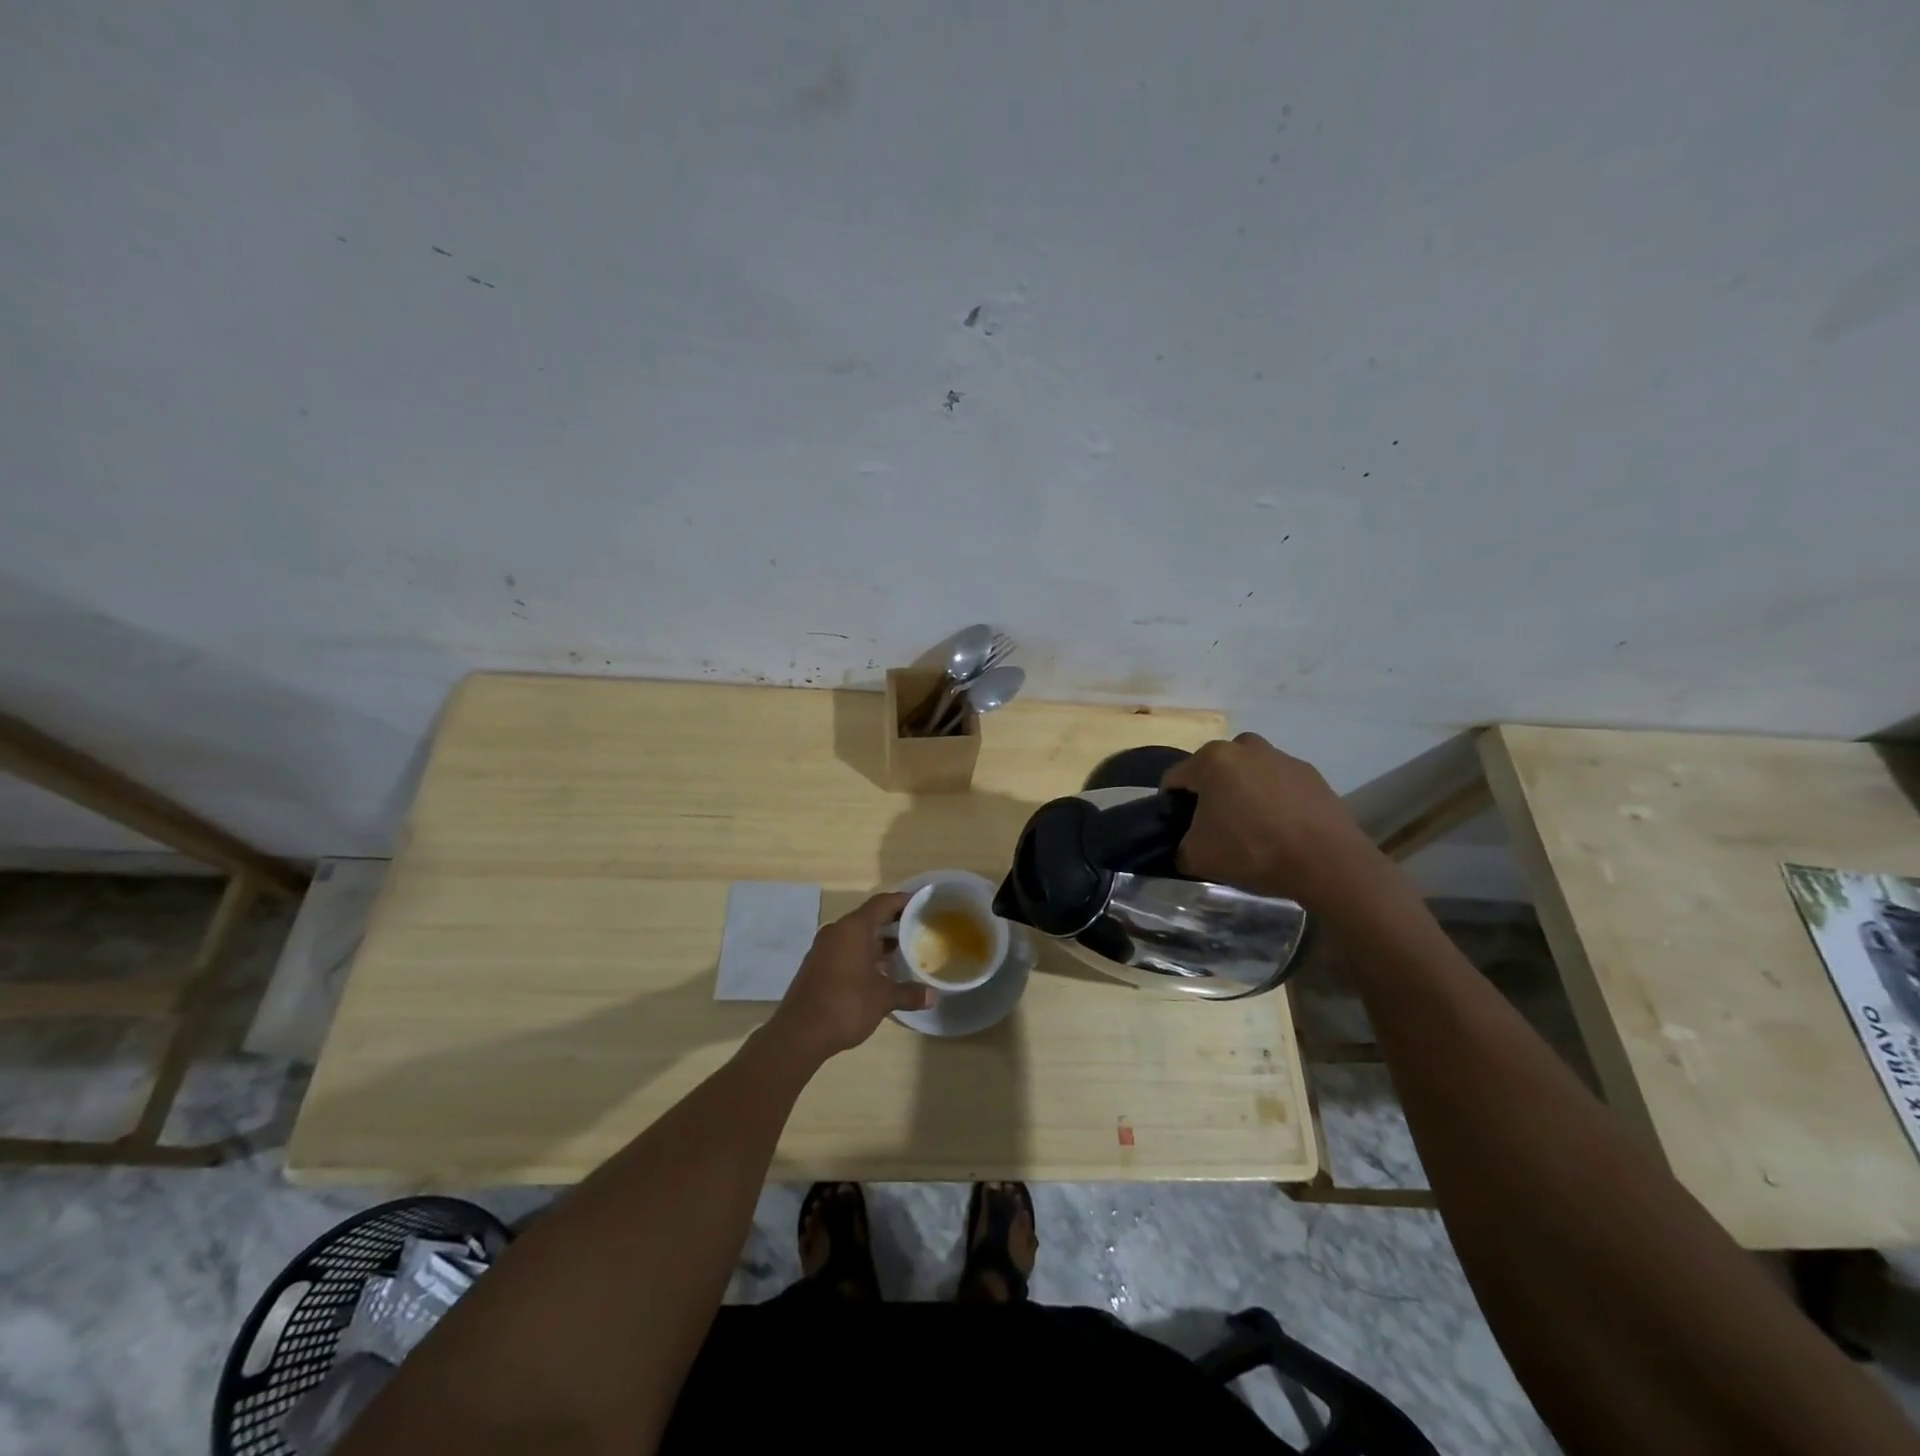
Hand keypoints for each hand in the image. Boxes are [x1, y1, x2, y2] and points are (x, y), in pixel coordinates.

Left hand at [769, 893, 932, 1062]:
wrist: (799, 1034)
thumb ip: (909, 993)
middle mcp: (837, 932)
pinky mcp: (817, 966)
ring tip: (904, 951)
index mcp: (853, 929)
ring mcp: (824, 949)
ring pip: (856, 937)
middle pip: (869, 918)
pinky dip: (864, 955)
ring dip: (879, 942)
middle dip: (893, 923)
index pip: (882, 903)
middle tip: (918, 928)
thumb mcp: (883, 998)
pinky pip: (846, 951)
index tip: (922, 902)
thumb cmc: (845, 1005)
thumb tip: (933, 995)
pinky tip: (880, 972)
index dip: (903, 901)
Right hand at [1162, 733, 1387, 911]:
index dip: (1170, 806)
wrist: (1327, 862)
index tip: (1178, 830)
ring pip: (1248, 774)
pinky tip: (1280, 829)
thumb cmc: (1252, 850)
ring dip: (1242, 793)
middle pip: (1213, 770)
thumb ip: (1178, 847)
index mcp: (1212, 759)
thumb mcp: (1196, 857)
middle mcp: (1245, 747)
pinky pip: (1278, 784)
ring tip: (1251, 828)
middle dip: (1209, 794)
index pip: (1175, 779)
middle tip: (1214, 828)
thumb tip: (1182, 846)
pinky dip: (1273, 800)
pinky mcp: (1311, 774)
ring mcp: (1282, 757)